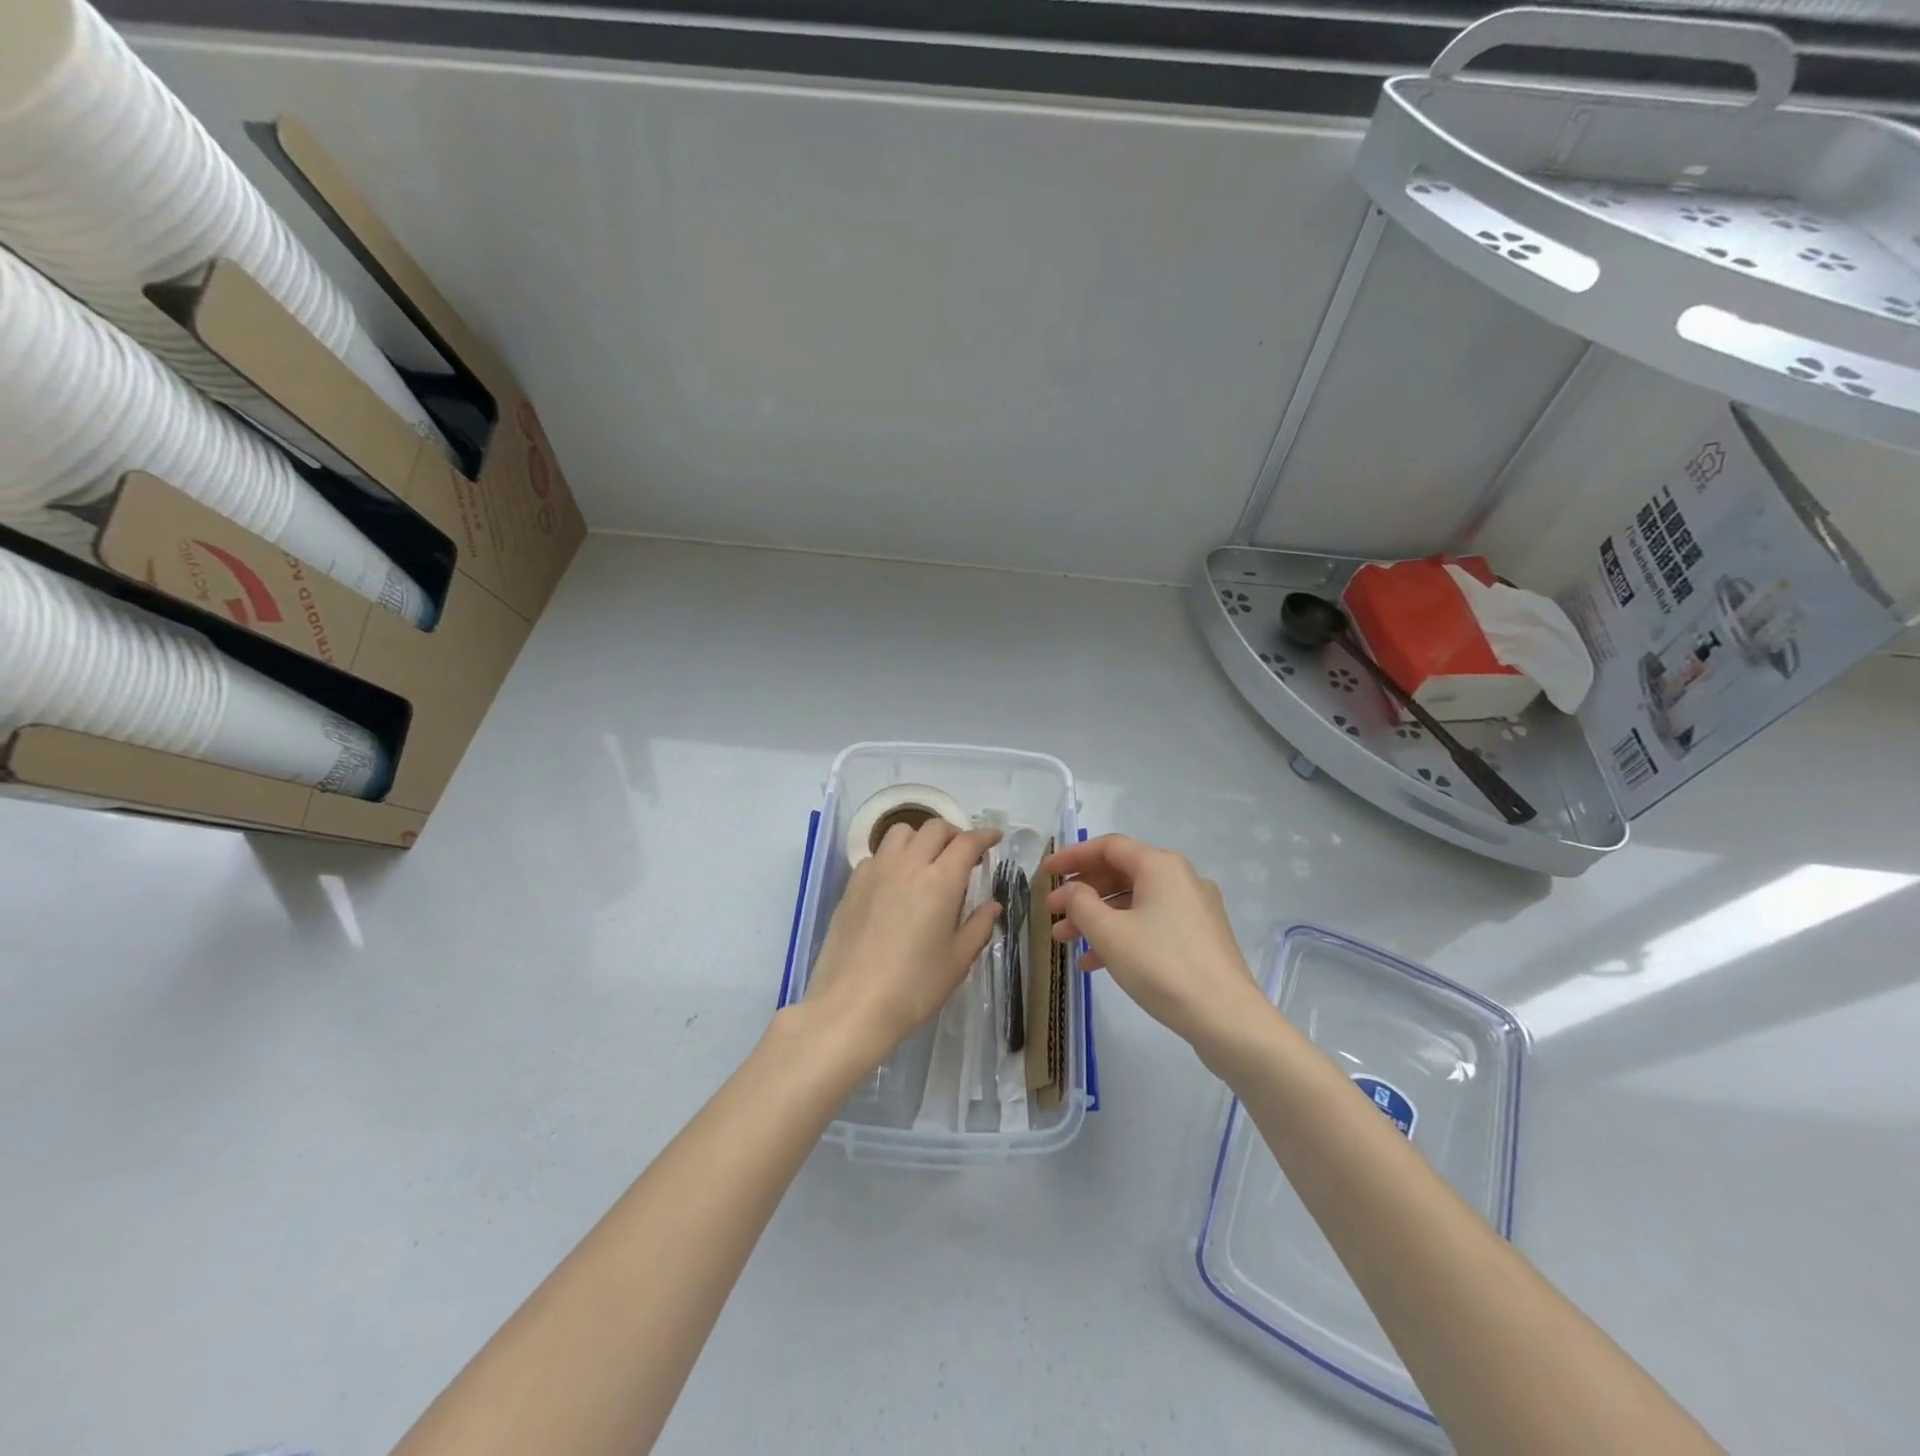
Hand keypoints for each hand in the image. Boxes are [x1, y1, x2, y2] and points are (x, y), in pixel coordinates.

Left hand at [806, 819, 1000, 1058]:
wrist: (852, 1005)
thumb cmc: (914, 987)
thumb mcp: (957, 961)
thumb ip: (978, 927)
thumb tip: (992, 906)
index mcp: (941, 881)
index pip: (967, 842)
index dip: (984, 836)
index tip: (993, 838)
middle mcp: (908, 865)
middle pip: (934, 828)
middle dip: (954, 834)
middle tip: (963, 855)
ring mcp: (876, 871)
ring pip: (901, 833)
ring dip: (920, 838)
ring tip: (926, 861)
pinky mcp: (852, 884)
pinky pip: (876, 855)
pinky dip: (892, 857)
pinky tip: (895, 883)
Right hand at [1042, 834, 1263, 1049]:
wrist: (1227, 1018)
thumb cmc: (1162, 966)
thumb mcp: (1109, 933)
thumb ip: (1081, 903)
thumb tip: (1073, 890)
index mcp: (1161, 866)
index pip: (1108, 847)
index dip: (1072, 857)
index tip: (1045, 873)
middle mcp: (1181, 878)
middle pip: (1121, 873)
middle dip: (1082, 893)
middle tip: (1053, 912)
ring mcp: (1194, 909)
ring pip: (1134, 902)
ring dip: (1097, 918)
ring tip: (1066, 942)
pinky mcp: (1200, 937)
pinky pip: (1151, 924)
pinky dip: (1122, 935)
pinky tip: (1096, 962)